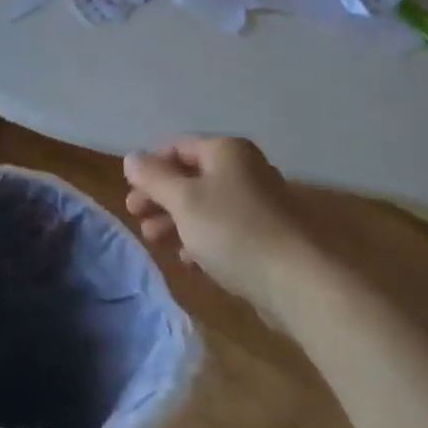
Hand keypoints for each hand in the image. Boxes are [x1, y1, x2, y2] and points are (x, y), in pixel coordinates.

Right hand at [123, 136, 314, 319]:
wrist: (297, 281)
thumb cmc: (233, 230)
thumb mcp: (184, 201)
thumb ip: (154, 177)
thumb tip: (131, 157)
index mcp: (226, 151)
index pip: (178, 146)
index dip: (151, 165)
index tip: (130, 191)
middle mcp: (244, 169)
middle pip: (191, 176)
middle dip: (160, 196)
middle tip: (136, 217)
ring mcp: (257, 202)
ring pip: (206, 204)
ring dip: (176, 219)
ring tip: (155, 241)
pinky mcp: (265, 235)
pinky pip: (224, 228)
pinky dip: (201, 238)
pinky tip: (188, 260)